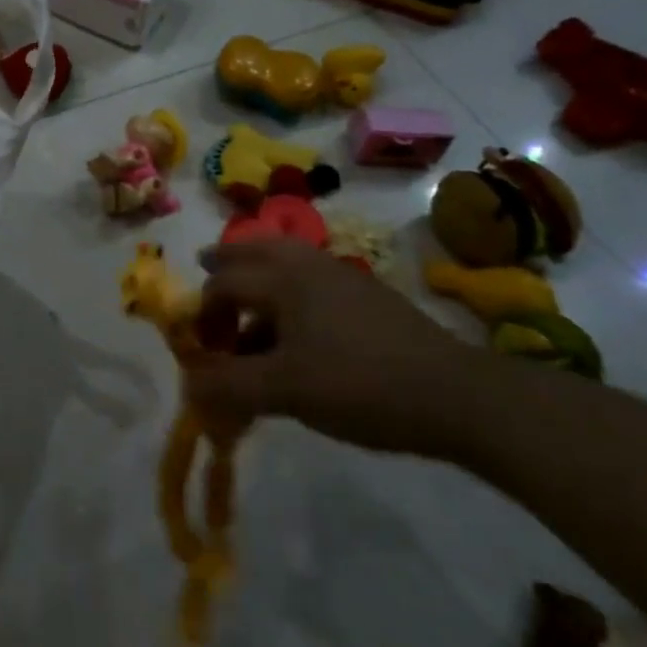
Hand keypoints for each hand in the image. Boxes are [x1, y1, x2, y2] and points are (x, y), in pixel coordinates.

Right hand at [186, 239, 482, 458]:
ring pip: (286, 258)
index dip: (201, 313)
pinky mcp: (368, 296)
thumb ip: (229, 386)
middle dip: (226, 261)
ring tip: (246, 291)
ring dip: (258, 270)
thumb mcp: (285, 391)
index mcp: (283, 279)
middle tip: (205, 268)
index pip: (223, 283)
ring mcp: (343, 277)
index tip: (199, 348)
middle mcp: (308, 266)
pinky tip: (294, 323)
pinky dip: (288, 288)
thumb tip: (188, 386)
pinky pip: (311, 278)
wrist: (458, 396)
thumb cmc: (360, 385)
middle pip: (254, 249)